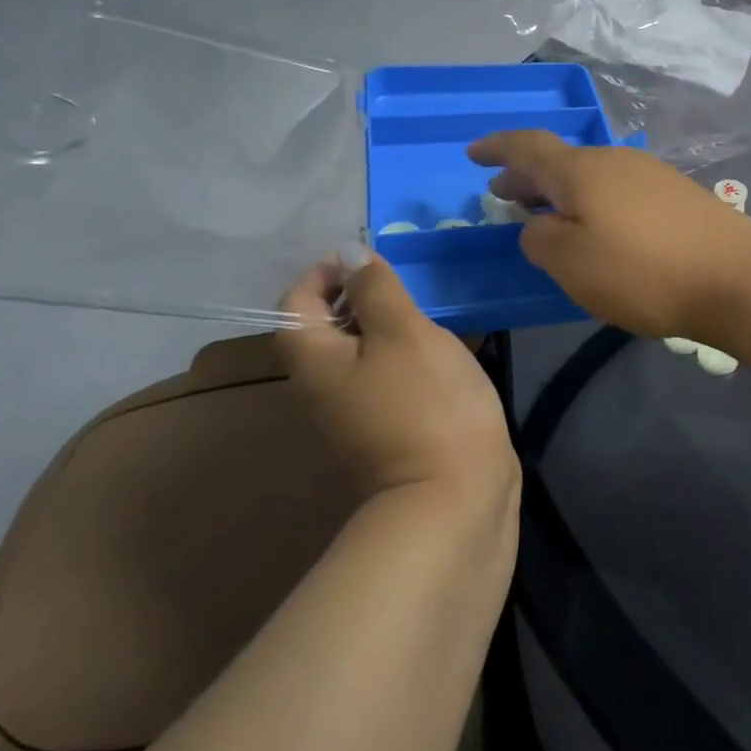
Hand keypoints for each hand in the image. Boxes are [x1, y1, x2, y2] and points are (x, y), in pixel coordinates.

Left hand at [279, 254, 516, 504]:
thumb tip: (350, 252)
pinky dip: (413, 353)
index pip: (297, 300)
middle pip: (330, 325)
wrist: (454, 497)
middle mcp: (325, 386)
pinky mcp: (393, 426)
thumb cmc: (425, 403)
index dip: (327, 271)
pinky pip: (393, 375)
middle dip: (366, 295)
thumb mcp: (402, 332)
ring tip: (435, 310)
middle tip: (411, 283)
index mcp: (315, 359)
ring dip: (395, 324)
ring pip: (366, 350)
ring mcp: (359, 410)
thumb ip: (374, 289)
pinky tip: (450, 348)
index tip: (370, 260)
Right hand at [466, 131, 750, 339]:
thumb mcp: (571, 264)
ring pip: (590, 177)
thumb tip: (539, 226)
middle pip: (560, 162)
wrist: (736, 276)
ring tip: (544, 215)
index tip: (472, 154)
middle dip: (526, 177)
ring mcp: (650, 175)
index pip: (527, 147)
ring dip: (561, 193)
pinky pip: (617, 191)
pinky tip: (596, 229)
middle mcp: (615, 161)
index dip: (496, 148)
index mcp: (581, 170)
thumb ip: (540, 241)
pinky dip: (592, 203)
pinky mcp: (676, 196)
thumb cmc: (642, 271)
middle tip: (502, 195)